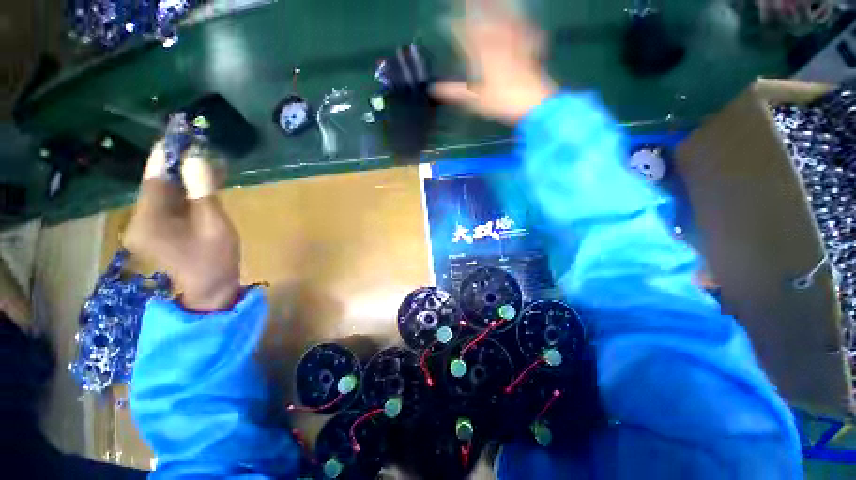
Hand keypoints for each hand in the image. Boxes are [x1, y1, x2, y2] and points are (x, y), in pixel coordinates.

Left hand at [123, 142, 239, 311]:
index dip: (165, 156)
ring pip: (164, 195)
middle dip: (178, 167)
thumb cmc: (214, 259)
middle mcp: (139, 220)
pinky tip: (202, 186)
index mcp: (148, 220)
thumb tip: (196, 158)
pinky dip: (185, 194)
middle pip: (157, 186)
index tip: (177, 136)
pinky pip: (169, 205)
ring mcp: (146, 227)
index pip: (153, 179)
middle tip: (200, 150)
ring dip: (184, 180)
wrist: (211, 290)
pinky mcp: (157, 231)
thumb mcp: (214, 225)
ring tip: (207, 165)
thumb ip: (203, 192)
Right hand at [431, 0, 556, 124]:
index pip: (466, 36)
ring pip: (505, 21)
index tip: (445, 18)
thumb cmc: (501, 102)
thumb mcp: (474, 100)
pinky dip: (524, 24)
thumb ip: (454, 92)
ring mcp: (515, 45)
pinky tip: (524, 18)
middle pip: (485, 21)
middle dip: (475, 7)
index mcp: (483, 56)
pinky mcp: (529, 49)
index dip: (455, 26)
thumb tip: (433, 89)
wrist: (532, 103)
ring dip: (498, 8)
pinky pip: (526, 31)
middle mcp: (498, 45)